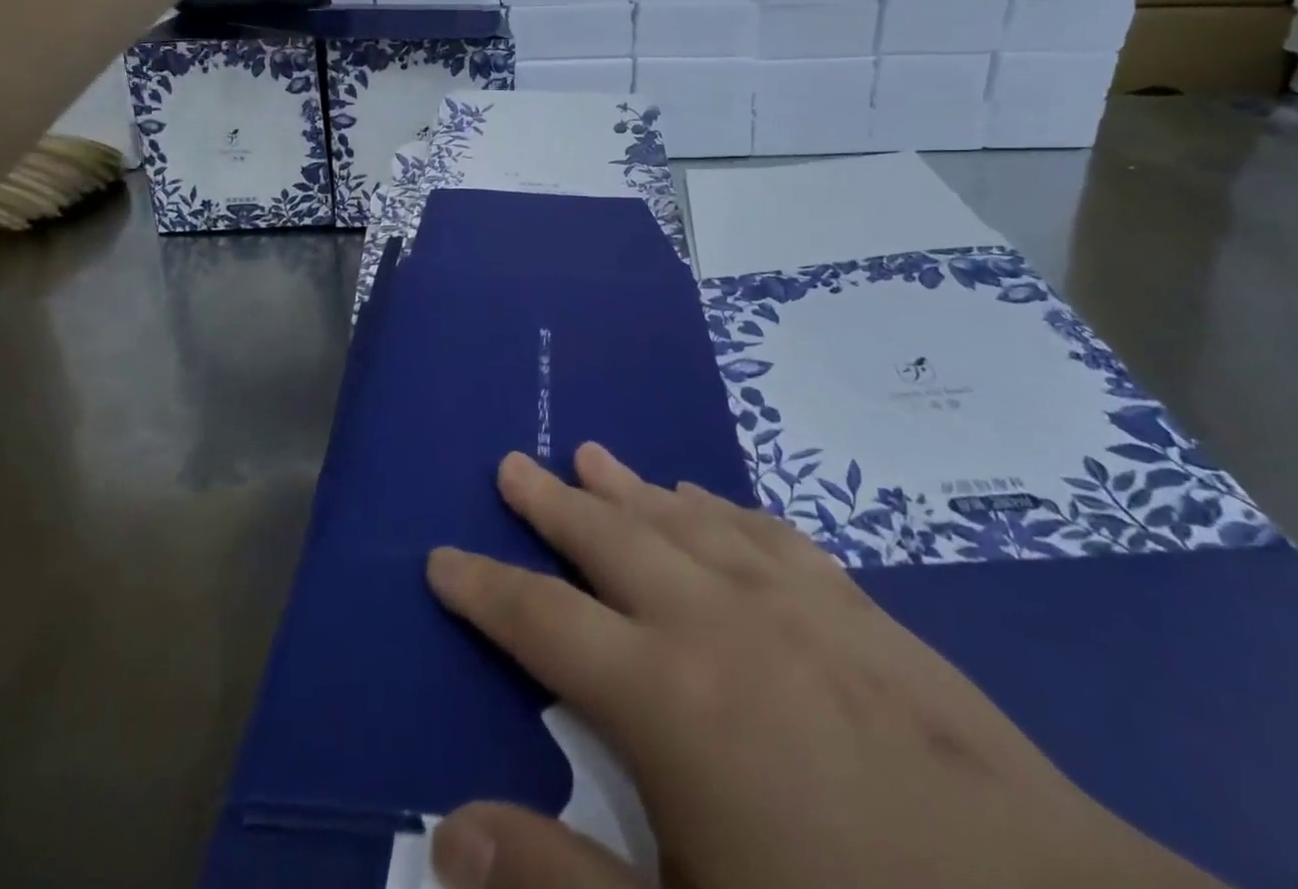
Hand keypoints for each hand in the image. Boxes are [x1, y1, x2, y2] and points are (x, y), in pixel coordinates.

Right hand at [425, 445, 1225, 888]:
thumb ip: (560, 886)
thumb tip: (446, 834)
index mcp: (664, 696)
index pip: (539, 620)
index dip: (483, 587)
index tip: (440, 555)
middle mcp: (715, 618)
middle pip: (609, 538)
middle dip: (551, 502)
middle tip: (513, 462)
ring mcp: (792, 600)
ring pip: (682, 516)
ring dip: (629, 485)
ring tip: (590, 453)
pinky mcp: (857, 607)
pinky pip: (765, 529)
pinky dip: (721, 504)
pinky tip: (706, 493)